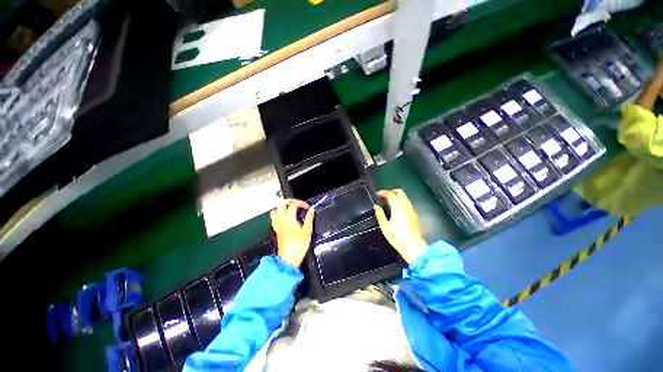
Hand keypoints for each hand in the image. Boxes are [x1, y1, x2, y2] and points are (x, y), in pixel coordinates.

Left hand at [270, 199, 314, 267]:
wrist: (289, 258)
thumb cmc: (299, 245)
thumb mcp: (307, 231)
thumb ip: (309, 219)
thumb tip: (311, 210)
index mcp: (290, 220)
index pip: (293, 205)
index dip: (300, 203)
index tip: (307, 207)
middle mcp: (282, 220)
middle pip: (282, 205)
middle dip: (290, 200)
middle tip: (297, 202)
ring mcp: (278, 225)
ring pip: (276, 210)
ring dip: (283, 205)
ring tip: (289, 206)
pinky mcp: (277, 230)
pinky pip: (274, 218)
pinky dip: (276, 213)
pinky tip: (278, 213)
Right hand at [374, 189, 426, 263]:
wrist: (414, 247)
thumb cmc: (397, 237)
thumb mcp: (385, 226)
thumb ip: (380, 214)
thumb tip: (376, 206)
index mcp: (398, 207)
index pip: (391, 194)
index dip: (384, 192)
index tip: (378, 194)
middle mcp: (406, 206)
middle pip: (400, 192)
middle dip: (392, 191)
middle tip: (384, 195)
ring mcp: (412, 210)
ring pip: (405, 197)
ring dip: (397, 196)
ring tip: (389, 202)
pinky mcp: (415, 215)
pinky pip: (407, 203)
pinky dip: (401, 202)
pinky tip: (396, 209)